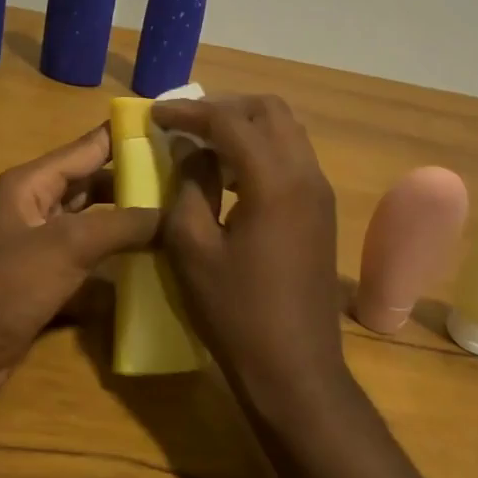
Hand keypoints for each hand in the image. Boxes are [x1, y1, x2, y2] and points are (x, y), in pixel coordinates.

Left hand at [0, 125, 159, 415]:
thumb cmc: (4, 287)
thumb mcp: (66, 246)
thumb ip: (122, 225)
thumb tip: (173, 214)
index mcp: (32, 184)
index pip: (89, 147)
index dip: (129, 137)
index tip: (177, 130)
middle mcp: (37, 208)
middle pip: (95, 185)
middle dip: (137, 184)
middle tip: (190, 184)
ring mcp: (41, 248)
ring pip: (95, 226)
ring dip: (130, 226)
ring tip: (182, 222)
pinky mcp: (46, 284)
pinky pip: (90, 264)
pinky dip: (117, 266)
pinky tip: (155, 269)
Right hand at [151, 95, 346, 410]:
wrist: (295, 369)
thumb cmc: (236, 312)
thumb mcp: (192, 249)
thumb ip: (187, 187)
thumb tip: (190, 151)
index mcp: (275, 182)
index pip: (230, 122)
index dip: (189, 112)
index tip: (155, 114)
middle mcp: (306, 175)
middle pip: (269, 111)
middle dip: (224, 108)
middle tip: (185, 124)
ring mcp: (320, 192)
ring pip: (286, 131)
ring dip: (245, 127)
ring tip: (203, 145)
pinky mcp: (322, 211)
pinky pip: (292, 157)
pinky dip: (261, 149)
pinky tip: (230, 175)